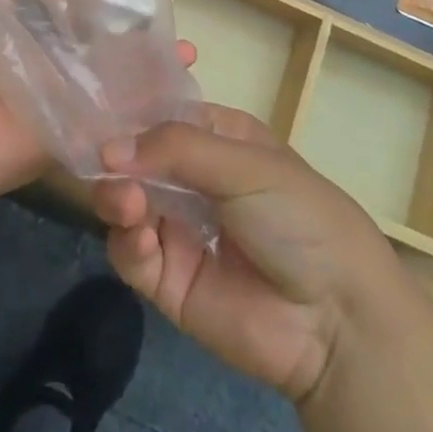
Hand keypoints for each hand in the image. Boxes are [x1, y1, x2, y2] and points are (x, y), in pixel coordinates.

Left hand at [0, 0, 194, 199]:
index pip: (76, 11)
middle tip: (176, 25)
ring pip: (116, 83)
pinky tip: (177, 100)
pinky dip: (142, 114)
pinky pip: (113, 124)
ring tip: (187, 57)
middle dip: (137, 38)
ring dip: (148, 73)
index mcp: (34, 35)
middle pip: (103, 48)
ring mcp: (70, 102)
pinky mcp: (78, 135)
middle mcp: (56, 66)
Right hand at [93, 107, 395, 403]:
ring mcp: (178, 229)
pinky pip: (131, 254)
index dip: (129, 113)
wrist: (337, 322)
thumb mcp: (244, 165)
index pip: (160, 114)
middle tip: (104, 168)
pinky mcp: (168, 280)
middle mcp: (192, 179)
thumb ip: (175, 148)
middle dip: (116, 160)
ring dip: (116, 199)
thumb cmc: (300, 217)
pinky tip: (142, 239)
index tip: (94, 110)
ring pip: (124, 203)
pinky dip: (128, 243)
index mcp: (216, 139)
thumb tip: (107, 148)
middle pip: (133, 159)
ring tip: (126, 204)